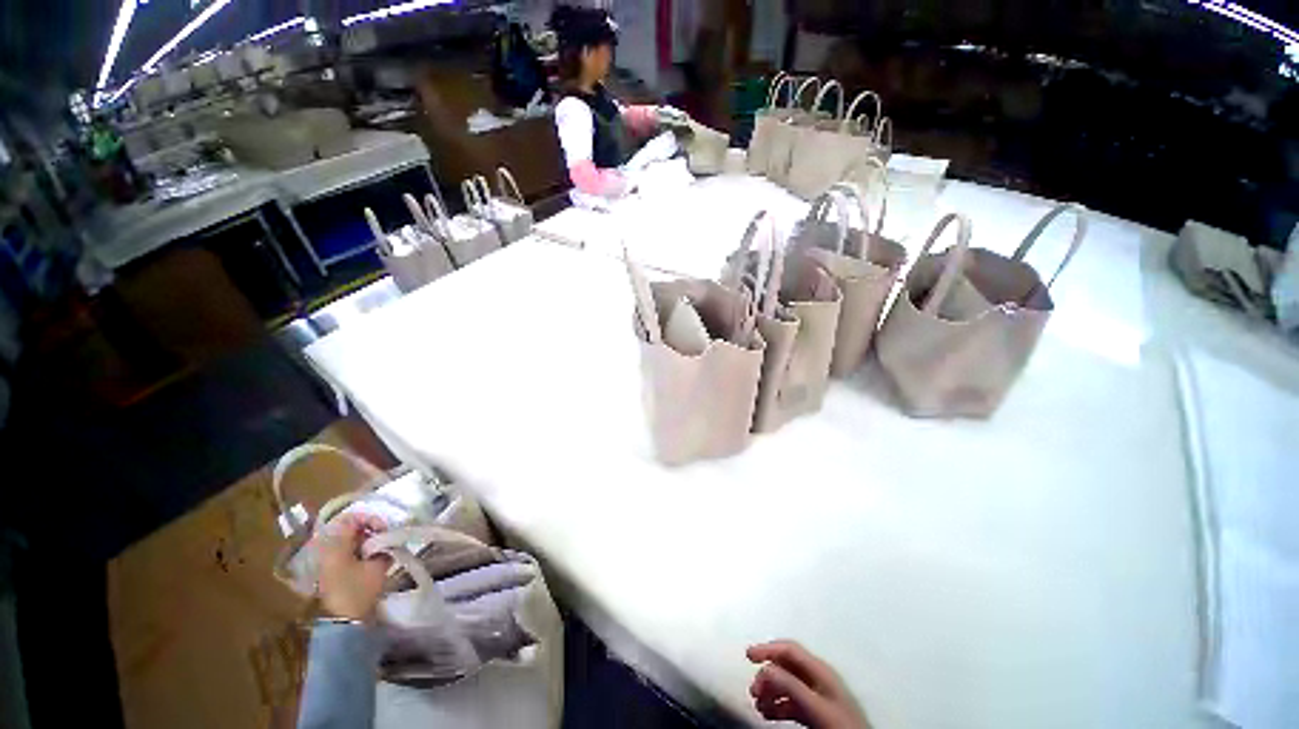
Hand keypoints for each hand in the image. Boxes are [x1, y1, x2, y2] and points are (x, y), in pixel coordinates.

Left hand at [315, 514, 390, 621]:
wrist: (343, 621)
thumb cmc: (360, 590)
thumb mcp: (377, 565)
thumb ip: (384, 546)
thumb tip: (388, 536)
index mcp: (335, 545)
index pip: (352, 518)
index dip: (371, 518)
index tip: (384, 529)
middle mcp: (328, 549)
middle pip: (350, 528)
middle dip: (371, 530)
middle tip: (385, 538)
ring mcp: (328, 560)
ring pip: (349, 540)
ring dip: (367, 541)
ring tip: (381, 549)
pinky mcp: (331, 570)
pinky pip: (347, 551)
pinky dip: (361, 550)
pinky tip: (373, 559)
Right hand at [747, 640, 869, 728]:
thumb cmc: (840, 724)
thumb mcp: (815, 703)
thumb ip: (791, 684)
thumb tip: (767, 668)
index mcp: (820, 669)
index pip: (789, 648)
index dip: (767, 648)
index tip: (748, 655)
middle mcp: (818, 677)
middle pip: (786, 665)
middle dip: (766, 674)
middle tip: (753, 689)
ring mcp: (818, 694)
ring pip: (787, 684)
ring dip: (770, 691)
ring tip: (758, 704)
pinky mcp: (817, 711)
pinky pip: (792, 701)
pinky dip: (777, 705)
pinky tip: (768, 713)